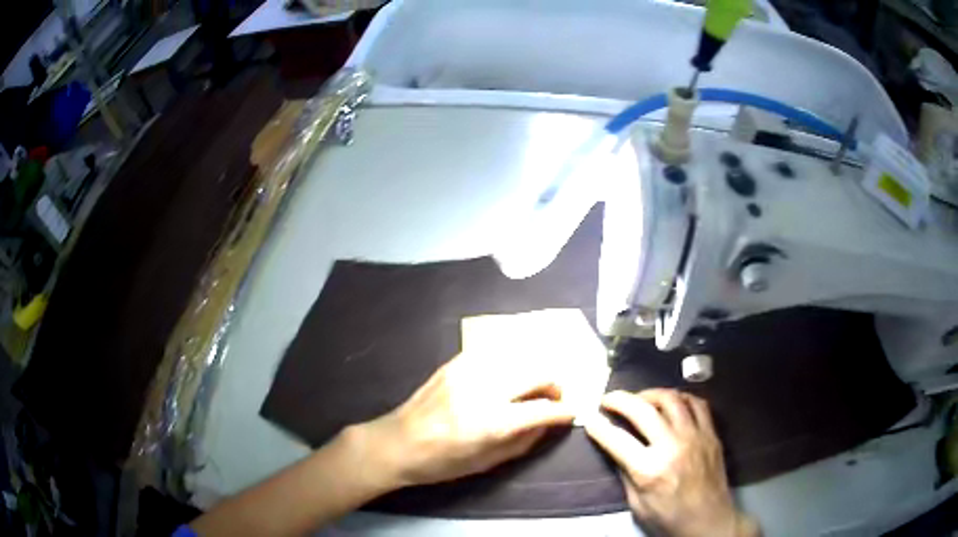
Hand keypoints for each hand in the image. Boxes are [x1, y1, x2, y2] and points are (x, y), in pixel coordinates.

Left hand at [350, 351, 575, 489]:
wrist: (397, 442)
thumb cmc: (442, 462)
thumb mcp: (487, 463)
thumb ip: (524, 441)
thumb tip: (549, 423)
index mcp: (491, 422)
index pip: (542, 409)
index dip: (563, 411)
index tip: (572, 412)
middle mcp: (483, 390)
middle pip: (536, 372)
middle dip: (555, 385)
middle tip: (555, 398)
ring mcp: (468, 371)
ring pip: (519, 357)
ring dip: (534, 371)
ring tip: (534, 386)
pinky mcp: (455, 363)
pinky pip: (494, 354)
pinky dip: (510, 363)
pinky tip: (509, 376)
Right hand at [585, 389, 758, 536]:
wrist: (709, 519)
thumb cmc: (669, 517)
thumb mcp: (637, 504)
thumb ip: (626, 473)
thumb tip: (616, 449)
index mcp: (650, 470)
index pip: (617, 439)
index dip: (599, 426)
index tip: (590, 417)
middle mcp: (672, 447)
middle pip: (643, 411)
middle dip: (620, 400)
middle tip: (609, 399)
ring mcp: (695, 436)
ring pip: (672, 399)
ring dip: (651, 394)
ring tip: (640, 399)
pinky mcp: (711, 434)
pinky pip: (697, 404)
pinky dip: (681, 398)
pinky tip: (673, 403)